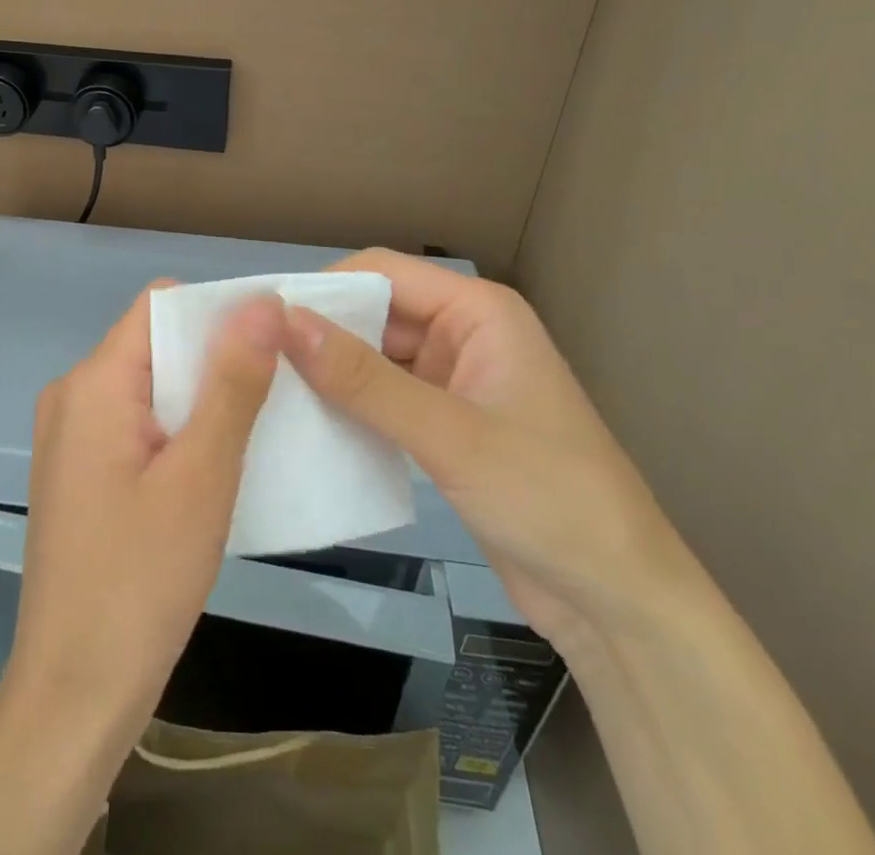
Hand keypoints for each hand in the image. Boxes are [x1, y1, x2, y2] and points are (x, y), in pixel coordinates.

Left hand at [3, 285, 282, 751]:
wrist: (74, 695)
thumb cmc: (140, 580)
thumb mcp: (202, 475)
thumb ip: (233, 382)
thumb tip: (262, 302)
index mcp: (93, 382)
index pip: (160, 305)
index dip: (218, 311)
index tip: (273, 340)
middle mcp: (72, 395)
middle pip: (155, 344)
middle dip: (214, 359)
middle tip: (276, 391)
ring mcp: (70, 436)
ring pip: (150, 386)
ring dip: (201, 399)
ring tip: (256, 427)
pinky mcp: (79, 471)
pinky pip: (136, 424)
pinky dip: (178, 430)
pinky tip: (214, 465)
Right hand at [281, 250, 687, 645]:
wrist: (617, 602)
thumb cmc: (548, 497)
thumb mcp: (450, 436)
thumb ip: (364, 379)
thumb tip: (285, 322)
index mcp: (478, 311)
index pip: (383, 271)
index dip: (325, 287)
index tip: (264, 318)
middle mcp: (464, 333)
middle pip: (376, 311)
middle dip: (323, 331)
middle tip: (257, 359)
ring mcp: (454, 380)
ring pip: (376, 357)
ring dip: (332, 372)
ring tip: (269, 390)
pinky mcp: (445, 424)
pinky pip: (385, 397)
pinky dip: (351, 406)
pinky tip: (309, 424)